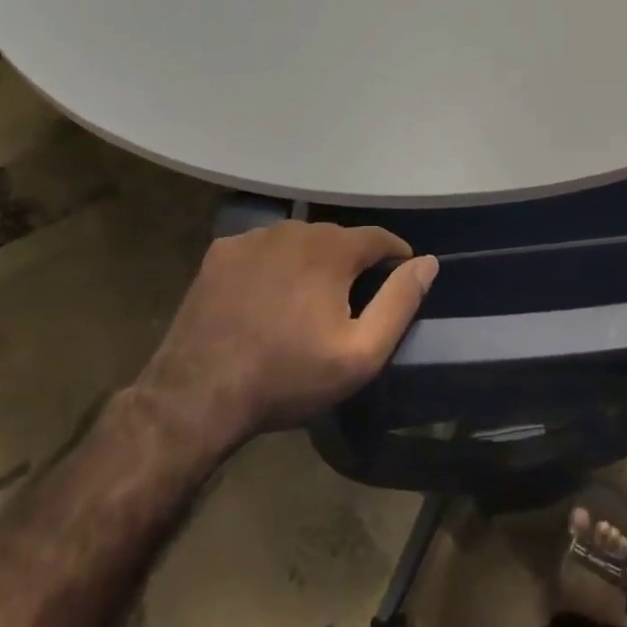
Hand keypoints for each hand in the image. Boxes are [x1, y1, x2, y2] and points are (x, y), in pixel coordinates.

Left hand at [133, 221, 437, 441]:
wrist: (198, 395)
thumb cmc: (289, 376)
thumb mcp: (360, 353)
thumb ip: (399, 302)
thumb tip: (427, 263)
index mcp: (331, 249)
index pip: (379, 237)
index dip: (395, 256)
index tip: (399, 277)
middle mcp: (293, 230)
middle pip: (338, 238)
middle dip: (352, 262)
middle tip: (352, 300)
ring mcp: (252, 239)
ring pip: (299, 242)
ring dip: (312, 262)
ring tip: (310, 299)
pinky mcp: (220, 254)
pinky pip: (263, 250)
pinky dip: (275, 265)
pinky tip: (268, 297)